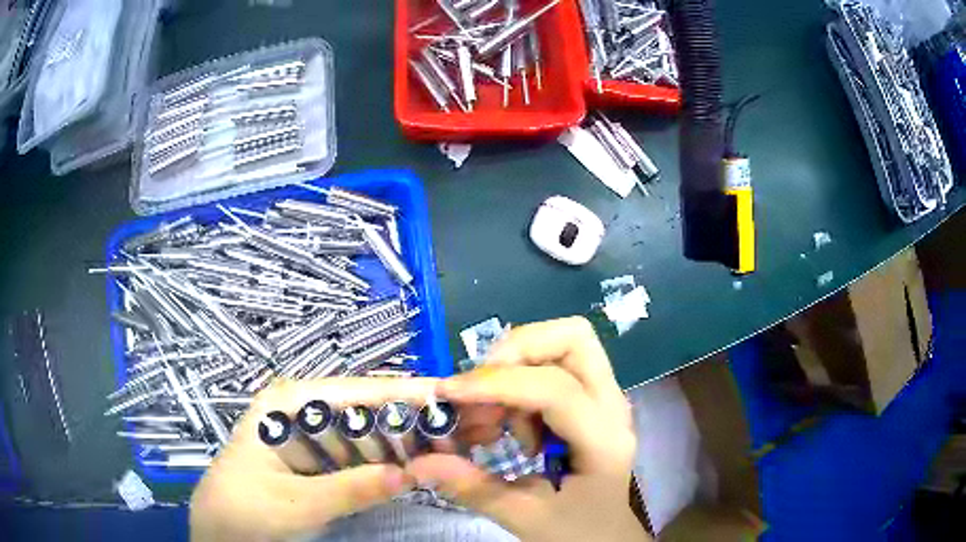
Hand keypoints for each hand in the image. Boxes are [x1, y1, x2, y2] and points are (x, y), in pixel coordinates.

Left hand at [190, 377, 437, 541]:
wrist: (219, 529)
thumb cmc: (245, 510)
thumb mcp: (297, 503)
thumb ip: (351, 489)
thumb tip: (410, 475)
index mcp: (287, 403)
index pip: (355, 390)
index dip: (402, 394)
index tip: (449, 397)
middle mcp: (300, 408)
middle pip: (363, 407)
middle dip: (408, 419)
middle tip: (456, 431)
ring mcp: (307, 432)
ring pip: (363, 430)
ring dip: (399, 441)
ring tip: (443, 448)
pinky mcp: (315, 456)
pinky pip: (355, 453)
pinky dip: (382, 461)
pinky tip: (409, 468)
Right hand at [407, 317, 648, 541]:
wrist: (607, 534)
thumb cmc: (576, 531)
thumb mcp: (524, 517)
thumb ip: (472, 487)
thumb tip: (419, 461)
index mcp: (604, 441)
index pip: (555, 389)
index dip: (497, 384)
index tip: (448, 394)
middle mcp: (612, 405)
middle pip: (573, 338)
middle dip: (515, 351)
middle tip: (479, 389)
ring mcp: (605, 397)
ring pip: (563, 342)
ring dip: (515, 366)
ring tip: (493, 417)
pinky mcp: (591, 398)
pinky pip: (553, 364)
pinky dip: (520, 380)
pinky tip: (509, 423)